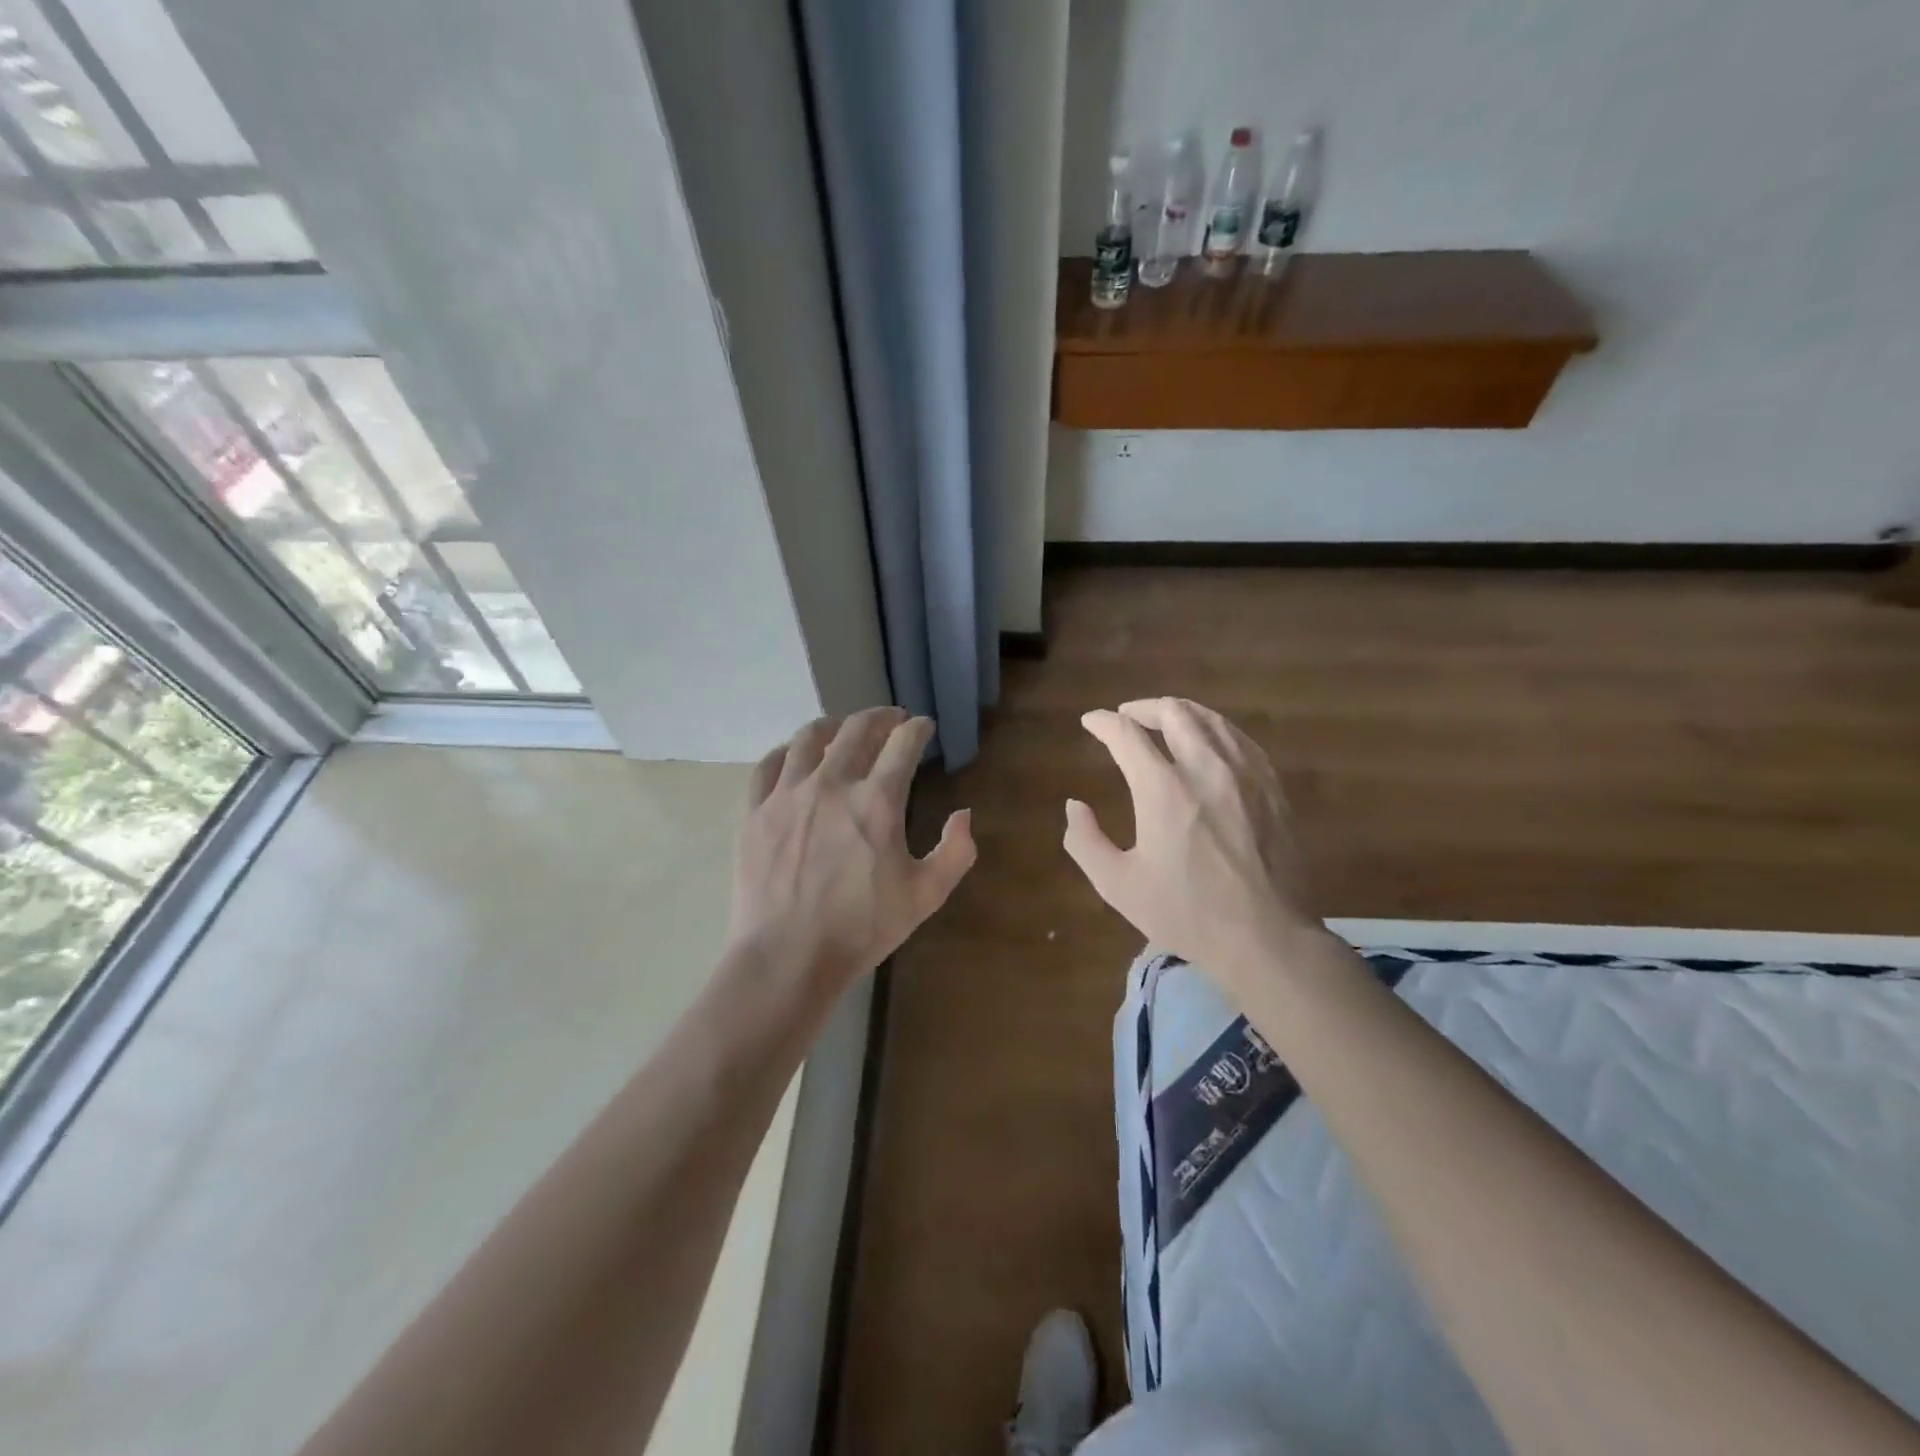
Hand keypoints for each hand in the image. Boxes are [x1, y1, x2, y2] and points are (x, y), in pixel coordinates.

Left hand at [728, 707, 975, 990]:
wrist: (786, 957)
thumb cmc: (861, 928)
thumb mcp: (925, 896)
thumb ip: (955, 852)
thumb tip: (964, 814)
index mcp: (876, 801)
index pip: (903, 744)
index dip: (918, 729)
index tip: (923, 727)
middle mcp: (831, 783)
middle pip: (857, 729)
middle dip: (880, 717)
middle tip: (891, 719)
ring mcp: (787, 794)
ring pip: (809, 738)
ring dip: (833, 726)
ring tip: (842, 729)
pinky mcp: (755, 812)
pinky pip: (769, 765)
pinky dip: (787, 752)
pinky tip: (794, 756)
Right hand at [1063, 697, 1320, 992]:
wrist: (1268, 937)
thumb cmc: (1188, 913)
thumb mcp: (1119, 886)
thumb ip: (1085, 841)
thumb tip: (1075, 806)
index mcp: (1163, 790)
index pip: (1127, 734)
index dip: (1103, 723)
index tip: (1091, 722)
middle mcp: (1205, 767)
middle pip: (1173, 712)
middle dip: (1142, 708)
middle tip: (1126, 717)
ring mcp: (1245, 773)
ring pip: (1210, 718)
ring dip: (1179, 712)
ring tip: (1163, 720)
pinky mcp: (1271, 785)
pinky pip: (1239, 738)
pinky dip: (1213, 729)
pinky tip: (1207, 742)